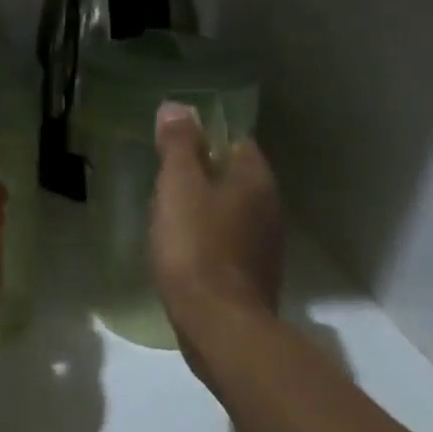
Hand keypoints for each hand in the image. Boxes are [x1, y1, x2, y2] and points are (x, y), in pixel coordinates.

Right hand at [150, 103, 283, 361]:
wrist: (219, 325)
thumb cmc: (196, 246)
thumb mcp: (178, 186)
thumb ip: (179, 145)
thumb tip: (178, 107)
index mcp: (255, 179)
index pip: (235, 140)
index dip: (204, 137)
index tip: (172, 145)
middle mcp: (269, 207)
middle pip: (233, 176)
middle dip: (201, 174)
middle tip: (163, 180)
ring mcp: (265, 245)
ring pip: (231, 210)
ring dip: (203, 207)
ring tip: (167, 214)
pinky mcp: (253, 275)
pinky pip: (228, 242)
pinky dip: (207, 238)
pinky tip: (182, 249)